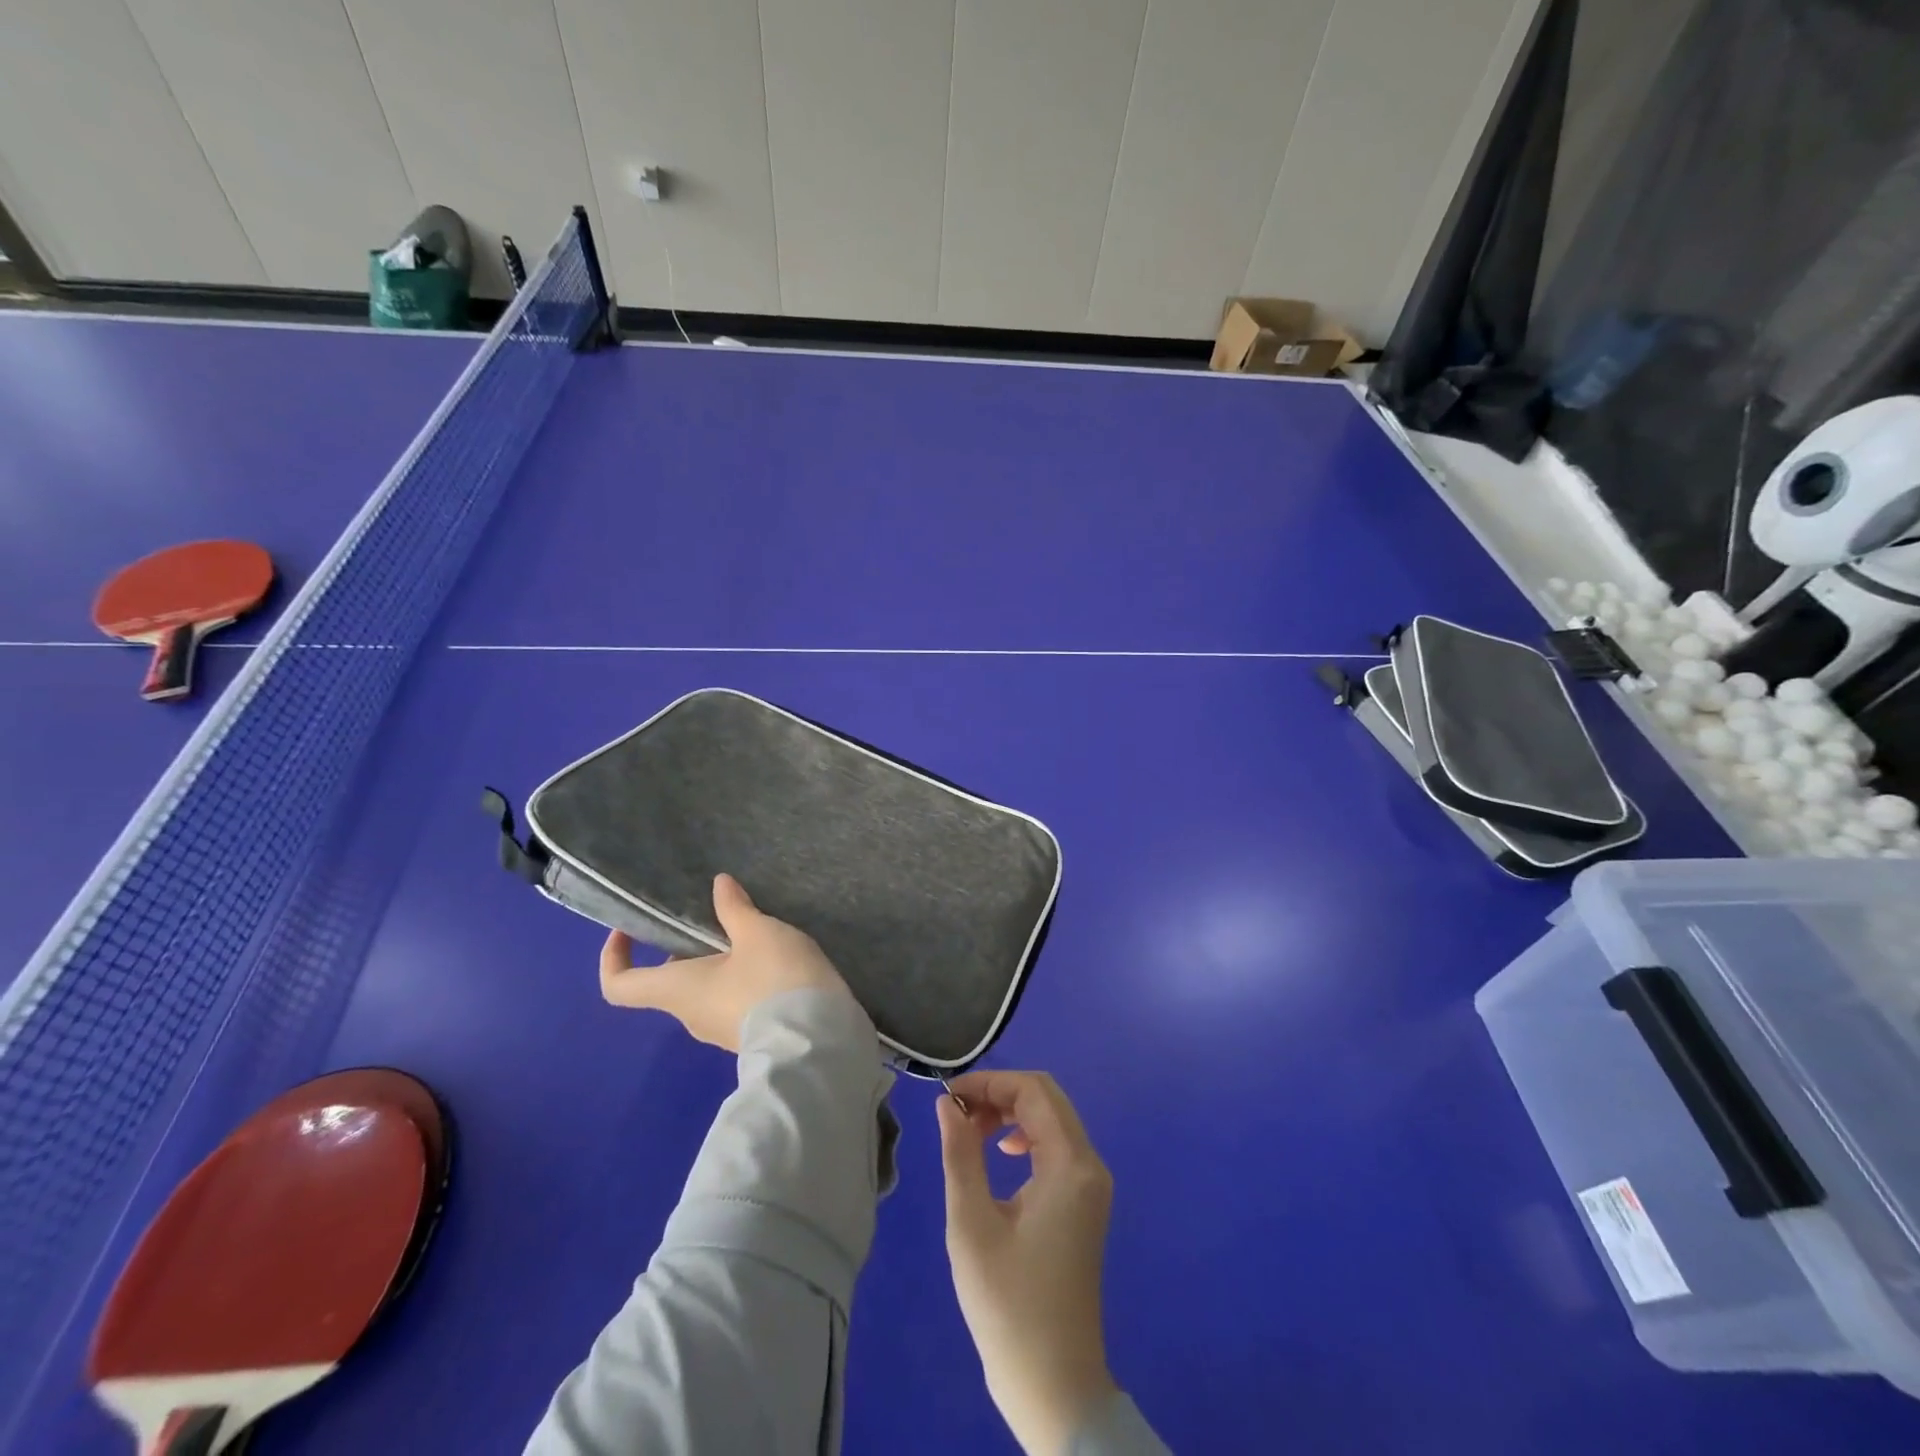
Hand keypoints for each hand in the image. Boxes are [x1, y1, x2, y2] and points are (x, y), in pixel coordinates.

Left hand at [598, 873, 850, 1051]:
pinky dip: (744, 978)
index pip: (619, 986)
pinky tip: (776, 960)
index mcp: (677, 990)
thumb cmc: (773, 979)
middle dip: (688, 947)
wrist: (818, 1040)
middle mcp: (690, 1014)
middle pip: (671, 980)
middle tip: (717, 918)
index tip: (631, 929)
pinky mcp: (750, 1034)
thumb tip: (719, 884)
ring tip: (757, 933)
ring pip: (706, 989)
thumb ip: (735, 908)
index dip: (614, 956)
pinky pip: (734, 1001)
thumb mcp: (757, 932)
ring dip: (721, 961)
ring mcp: (720, 1030)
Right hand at [937, 1071, 1117, 1455]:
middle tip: (957, 1115)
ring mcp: (1092, 1184)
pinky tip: (1000, 1157)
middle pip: (1047, 1098)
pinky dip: (1025, 1137)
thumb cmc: (1008, 1304)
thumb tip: (947, 1103)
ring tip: (971, 1134)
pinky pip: (1056, 1146)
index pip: (1034, 1091)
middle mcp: (1090, 1164)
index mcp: (1070, 1164)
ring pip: (1052, 1119)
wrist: (1054, 1384)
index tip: (949, 1099)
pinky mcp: (1085, 1202)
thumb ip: (960, 1153)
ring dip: (1011, 1114)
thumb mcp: (971, 1224)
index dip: (990, 1083)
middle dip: (999, 1094)